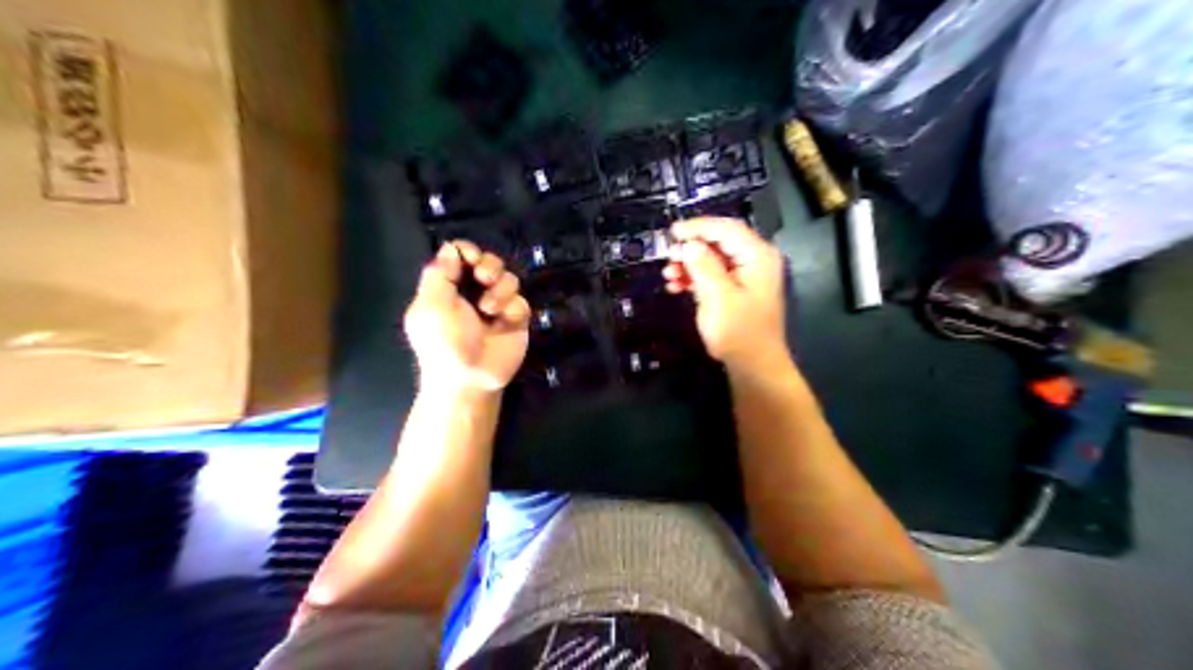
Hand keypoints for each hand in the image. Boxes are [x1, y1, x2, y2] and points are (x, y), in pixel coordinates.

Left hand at [402, 240, 528, 393]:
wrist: (470, 379)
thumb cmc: (443, 342)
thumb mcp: (430, 306)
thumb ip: (439, 273)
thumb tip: (451, 248)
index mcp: (447, 288)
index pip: (459, 255)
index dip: (467, 251)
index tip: (470, 258)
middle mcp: (472, 293)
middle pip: (488, 261)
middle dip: (489, 265)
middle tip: (485, 278)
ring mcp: (496, 307)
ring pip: (508, 278)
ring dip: (500, 289)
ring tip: (489, 309)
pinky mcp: (516, 320)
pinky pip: (521, 301)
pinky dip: (513, 309)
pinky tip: (504, 322)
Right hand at [666, 215, 789, 369]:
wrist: (754, 367)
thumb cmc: (739, 332)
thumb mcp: (718, 296)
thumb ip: (703, 265)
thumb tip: (689, 244)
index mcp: (757, 256)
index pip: (726, 228)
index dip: (698, 227)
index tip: (672, 233)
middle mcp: (755, 260)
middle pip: (719, 242)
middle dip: (691, 248)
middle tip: (668, 257)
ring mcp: (746, 276)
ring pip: (713, 259)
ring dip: (689, 264)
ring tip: (669, 275)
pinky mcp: (737, 291)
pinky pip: (714, 275)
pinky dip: (695, 277)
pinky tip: (677, 286)